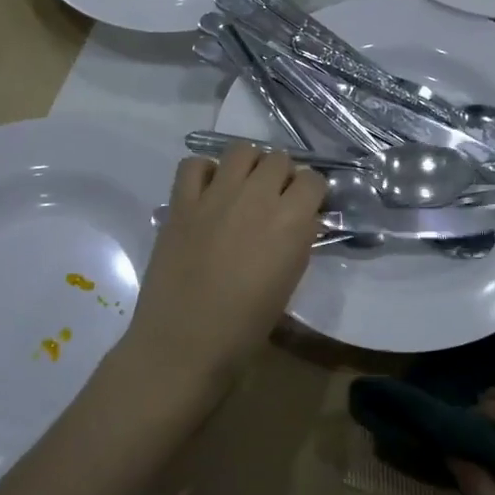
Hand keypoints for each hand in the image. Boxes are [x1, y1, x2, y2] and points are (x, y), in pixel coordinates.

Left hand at [120, 145, 325, 391]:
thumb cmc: (245, 326)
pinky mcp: (181, 202)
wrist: (184, 344)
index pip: (314, 180)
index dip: (311, 192)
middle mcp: (256, 197)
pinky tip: (208, 192)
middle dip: (282, 175)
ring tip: (244, 188)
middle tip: (274, 199)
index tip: (306, 207)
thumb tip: (301, 219)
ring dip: (249, 165)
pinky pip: (194, 165)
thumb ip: (298, 240)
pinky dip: (204, 171)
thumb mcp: (290, 281)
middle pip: (280, 159)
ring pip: (241, 150)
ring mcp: (215, 195)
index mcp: (290, 221)